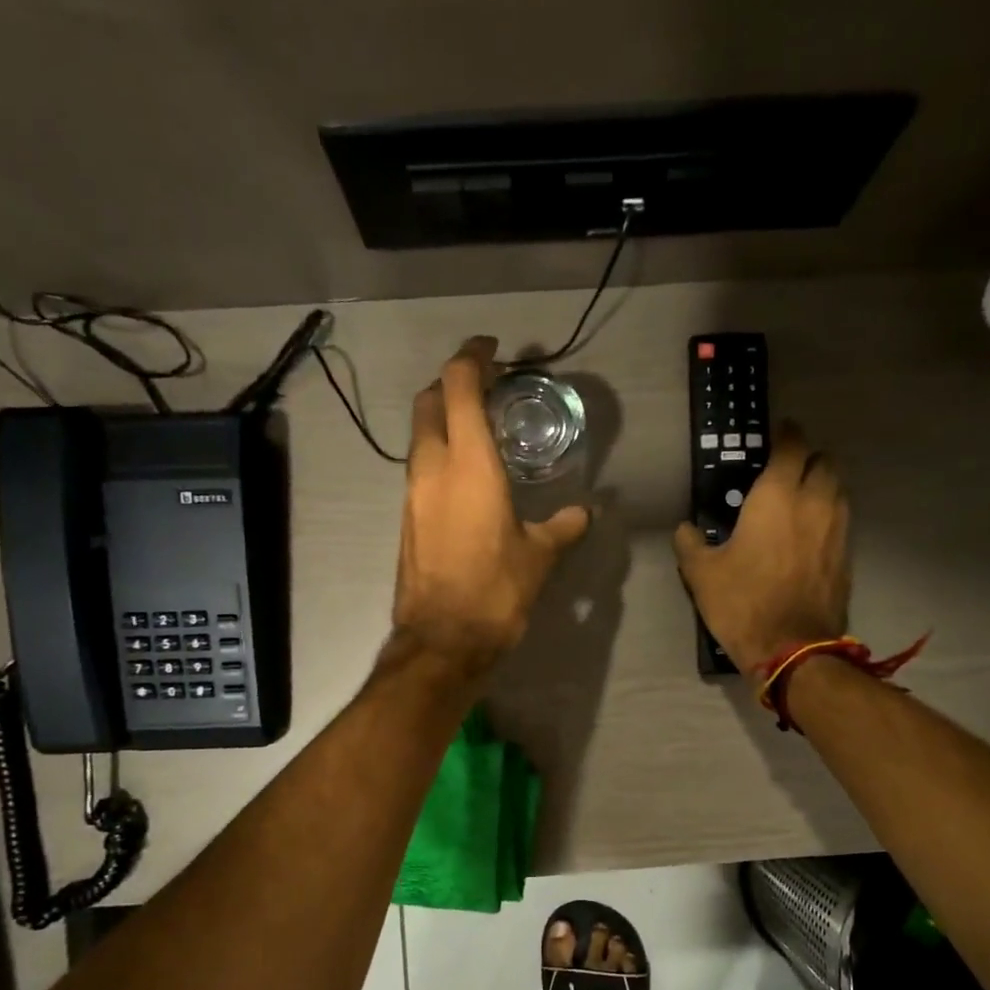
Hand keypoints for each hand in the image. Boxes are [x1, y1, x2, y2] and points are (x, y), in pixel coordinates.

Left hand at [391, 337, 590, 673]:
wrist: (442, 641)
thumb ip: (562, 527)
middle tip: (486, 386)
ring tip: (480, 428)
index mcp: (469, 463)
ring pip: (421, 434)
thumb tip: (583, 513)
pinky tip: (467, 474)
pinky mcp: (406, 517)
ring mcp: (413, 493)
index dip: (472, 356)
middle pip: (429, 400)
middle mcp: (432, 467)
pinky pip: (420, 466)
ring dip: (444, 417)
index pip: (458, 385)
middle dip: (453, 381)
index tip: (492, 349)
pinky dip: (440, 451)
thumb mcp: (539, 557)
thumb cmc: (495, 592)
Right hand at [673, 422, 849, 671]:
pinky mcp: (847, 556)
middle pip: (824, 461)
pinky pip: (841, 520)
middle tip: (786, 470)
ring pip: (838, 489)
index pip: (791, 446)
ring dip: (822, 485)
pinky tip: (809, 534)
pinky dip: (828, 516)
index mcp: (776, 497)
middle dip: (808, 458)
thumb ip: (690, 544)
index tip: (777, 434)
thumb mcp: (701, 575)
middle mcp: (814, 503)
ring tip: (800, 499)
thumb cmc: (743, 603)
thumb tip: (686, 530)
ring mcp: (837, 529)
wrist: (793, 649)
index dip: (786, 435)